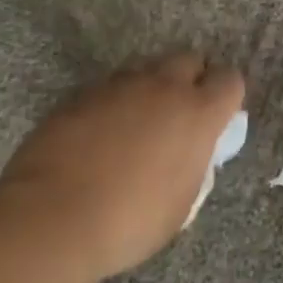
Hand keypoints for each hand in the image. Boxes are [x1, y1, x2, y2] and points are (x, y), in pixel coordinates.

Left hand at [0, 54, 244, 282]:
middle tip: (177, 115)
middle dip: (189, 80)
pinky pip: (109, 87)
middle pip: (188, 59)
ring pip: (146, 69)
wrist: (52, 218)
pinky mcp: (82, 93)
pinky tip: (99, 134)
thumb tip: (188, 153)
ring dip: (149, 89)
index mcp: (197, 114)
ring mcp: (120, 86)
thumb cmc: (128, 222)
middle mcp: (163, 87)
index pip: (229, 80)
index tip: (217, 118)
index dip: (226, 96)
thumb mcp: (181, 203)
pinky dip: (112, 103)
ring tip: (135, 124)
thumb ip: (193, 165)